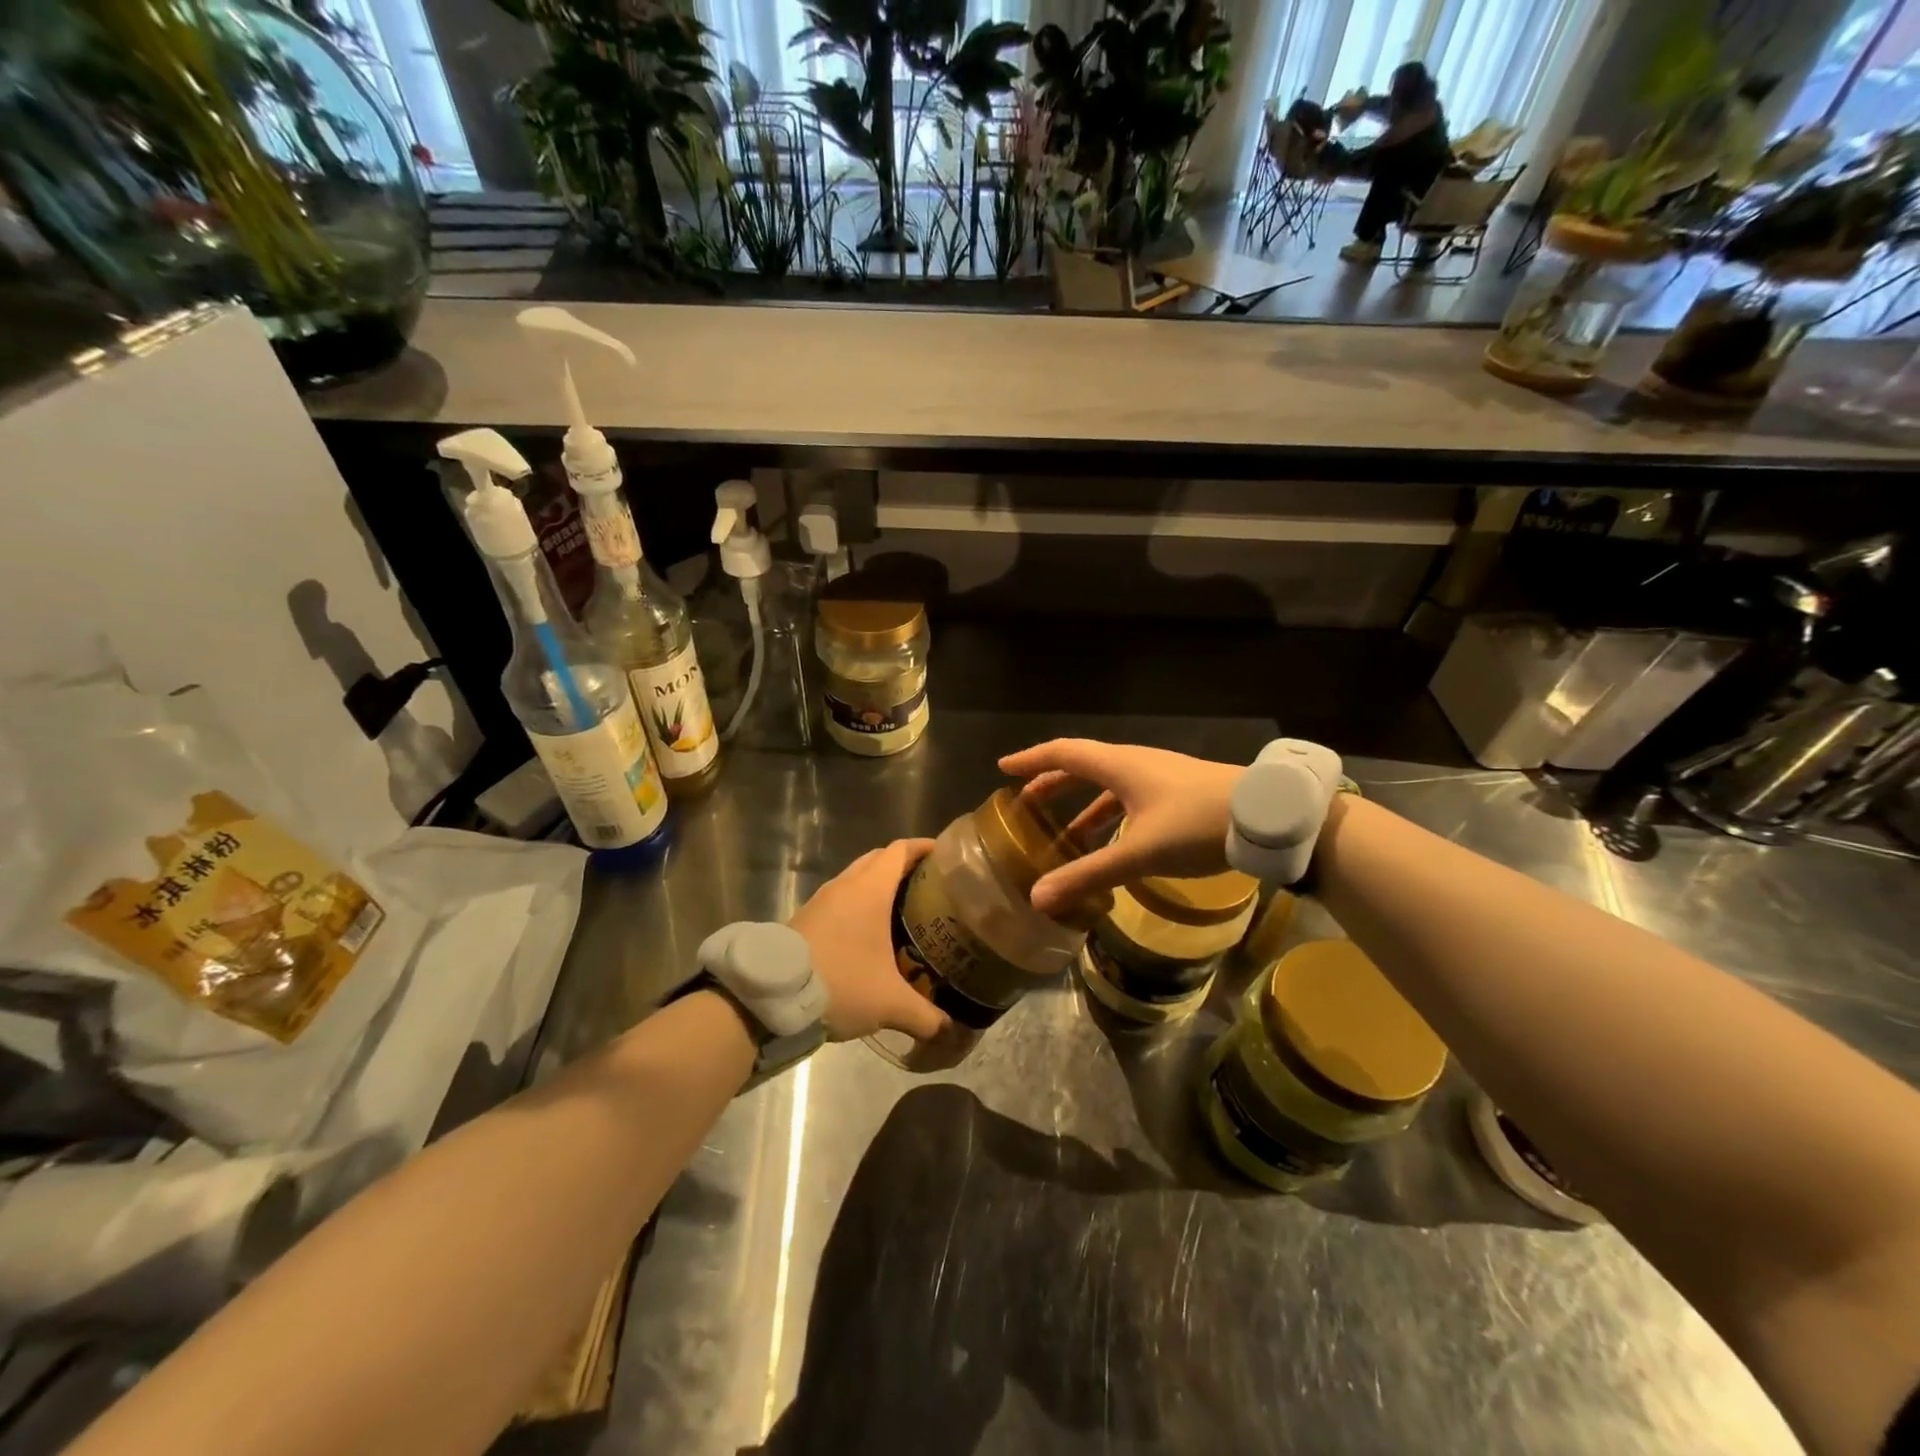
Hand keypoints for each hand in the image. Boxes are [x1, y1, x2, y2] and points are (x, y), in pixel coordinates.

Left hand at [790, 839, 945, 1043]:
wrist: (772, 996)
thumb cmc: (840, 982)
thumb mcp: (890, 1004)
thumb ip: (926, 1016)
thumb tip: (951, 1031)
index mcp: (870, 889)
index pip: (900, 850)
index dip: (923, 847)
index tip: (945, 854)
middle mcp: (846, 885)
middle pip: (879, 859)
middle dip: (904, 865)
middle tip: (929, 885)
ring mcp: (822, 900)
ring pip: (856, 879)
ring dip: (878, 885)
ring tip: (903, 909)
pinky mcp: (806, 918)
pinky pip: (841, 898)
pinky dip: (859, 904)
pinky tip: (869, 933)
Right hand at [997, 740, 1242, 916]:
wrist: (1268, 817)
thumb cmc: (1196, 824)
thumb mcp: (1139, 853)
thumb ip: (1089, 875)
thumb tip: (1038, 898)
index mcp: (1119, 766)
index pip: (1063, 753)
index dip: (1031, 760)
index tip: (1003, 769)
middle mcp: (1135, 763)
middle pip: (1083, 767)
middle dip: (1052, 783)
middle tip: (1026, 803)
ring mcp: (1160, 776)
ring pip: (1109, 785)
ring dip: (1082, 804)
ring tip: (1064, 833)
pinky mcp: (1178, 792)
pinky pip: (1130, 798)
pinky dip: (1111, 816)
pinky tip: (1114, 843)